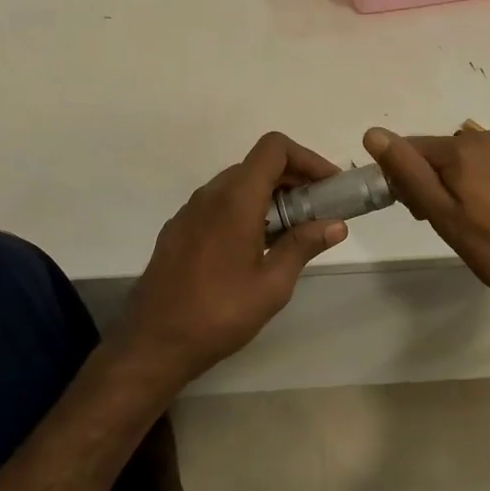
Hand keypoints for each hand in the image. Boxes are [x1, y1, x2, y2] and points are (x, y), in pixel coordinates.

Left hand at [112, 132, 348, 387]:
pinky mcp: (178, 230)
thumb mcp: (272, 284)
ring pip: (237, 184)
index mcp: (236, 199)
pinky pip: (218, 204)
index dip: (307, 158)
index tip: (329, 185)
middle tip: (319, 210)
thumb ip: (303, 246)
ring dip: (269, 196)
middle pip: (257, 164)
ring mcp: (189, 211)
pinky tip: (255, 246)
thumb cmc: (219, 313)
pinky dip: (245, 209)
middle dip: (294, 179)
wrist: (153, 342)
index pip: (274, 148)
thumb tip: (336, 225)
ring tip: (292, 231)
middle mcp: (210, 195)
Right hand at [362, 123, 489, 306]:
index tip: (414, 213)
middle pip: (435, 154)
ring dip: (449, 185)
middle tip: (436, 222)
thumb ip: (408, 173)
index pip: (408, 149)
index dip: (401, 179)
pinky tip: (487, 217)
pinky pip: (484, 168)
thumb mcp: (443, 215)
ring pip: (460, 162)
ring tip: (463, 224)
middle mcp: (484, 139)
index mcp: (460, 148)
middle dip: (425, 182)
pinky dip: (474, 186)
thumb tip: (373, 134)